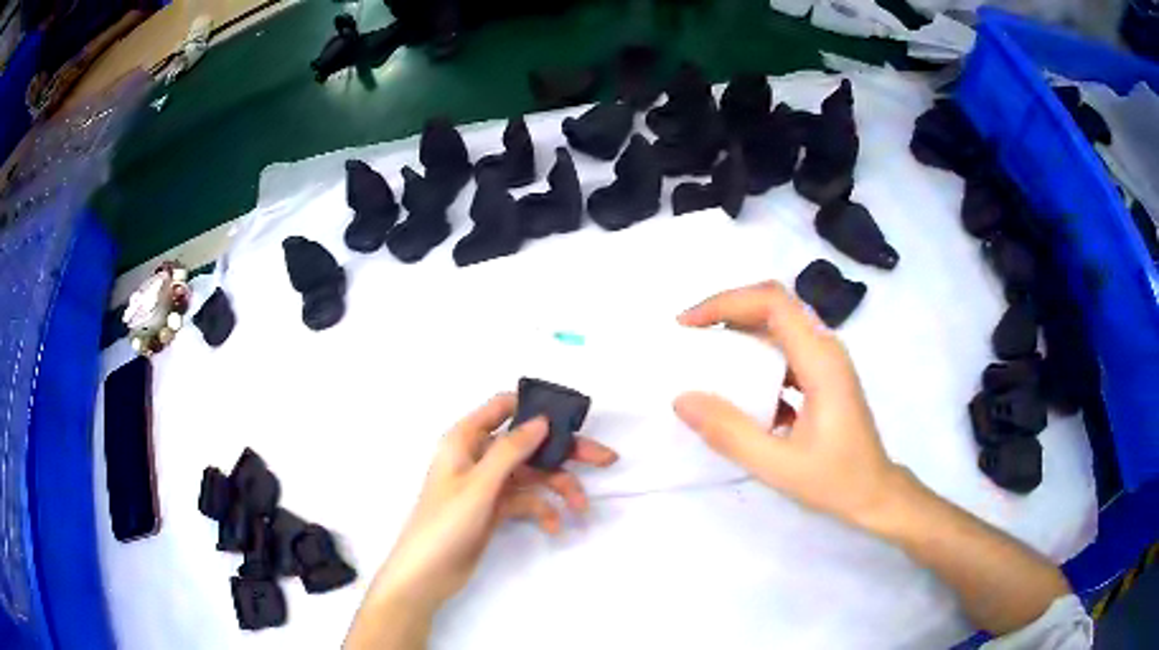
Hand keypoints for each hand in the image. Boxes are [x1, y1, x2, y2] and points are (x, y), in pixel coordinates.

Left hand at [367, 393, 617, 609]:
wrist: (427, 573)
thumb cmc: (446, 522)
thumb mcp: (480, 484)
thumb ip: (511, 450)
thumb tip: (542, 419)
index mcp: (465, 439)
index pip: (503, 408)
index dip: (536, 408)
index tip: (572, 419)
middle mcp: (478, 457)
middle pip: (528, 444)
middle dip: (565, 453)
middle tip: (605, 459)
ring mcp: (488, 484)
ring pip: (532, 475)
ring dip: (559, 488)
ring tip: (581, 507)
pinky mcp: (494, 509)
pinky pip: (526, 501)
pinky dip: (542, 510)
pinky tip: (554, 527)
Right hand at [673, 281, 903, 529]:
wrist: (875, 493)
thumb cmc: (835, 480)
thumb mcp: (778, 465)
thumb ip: (730, 433)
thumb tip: (682, 399)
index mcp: (821, 360)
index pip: (773, 302)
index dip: (726, 302)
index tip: (689, 325)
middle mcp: (826, 349)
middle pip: (774, 305)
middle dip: (728, 311)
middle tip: (690, 336)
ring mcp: (826, 362)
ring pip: (778, 325)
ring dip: (740, 331)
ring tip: (705, 356)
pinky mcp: (823, 376)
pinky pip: (784, 350)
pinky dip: (754, 355)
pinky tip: (737, 387)